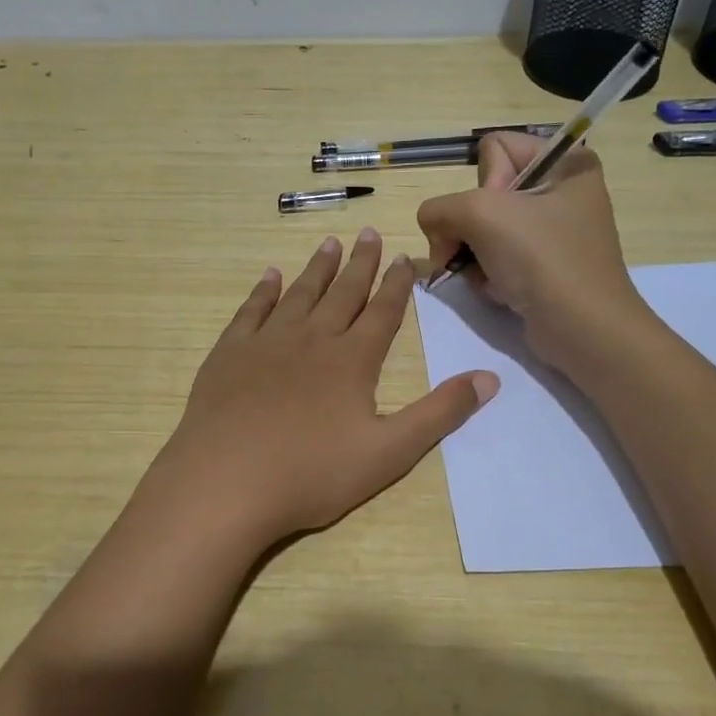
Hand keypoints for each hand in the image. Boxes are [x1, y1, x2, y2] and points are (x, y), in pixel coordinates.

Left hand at [154, 229, 498, 547]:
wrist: (226, 482)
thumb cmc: (312, 473)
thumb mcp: (390, 452)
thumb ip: (440, 413)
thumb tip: (490, 378)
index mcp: (352, 360)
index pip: (383, 312)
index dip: (397, 284)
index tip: (405, 257)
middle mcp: (312, 339)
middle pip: (343, 293)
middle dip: (360, 263)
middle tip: (368, 233)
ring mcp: (267, 343)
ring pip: (299, 294)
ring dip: (317, 268)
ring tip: (329, 243)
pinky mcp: (229, 354)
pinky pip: (251, 311)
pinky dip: (264, 291)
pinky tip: (270, 277)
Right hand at [417, 132, 648, 363]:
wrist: (583, 330)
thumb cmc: (542, 260)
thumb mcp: (481, 214)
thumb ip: (439, 208)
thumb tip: (433, 227)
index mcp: (565, 162)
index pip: (493, 148)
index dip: (483, 183)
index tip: (496, 216)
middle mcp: (561, 190)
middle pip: (483, 193)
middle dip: (470, 228)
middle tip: (476, 252)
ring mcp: (553, 231)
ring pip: (483, 229)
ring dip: (474, 256)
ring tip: (488, 277)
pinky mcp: (544, 265)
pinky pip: (496, 257)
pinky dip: (488, 275)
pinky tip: (499, 290)